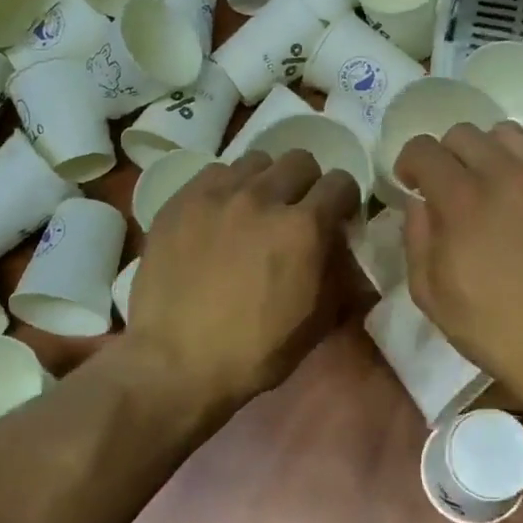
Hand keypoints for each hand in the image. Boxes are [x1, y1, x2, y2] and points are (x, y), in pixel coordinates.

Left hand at [128, 150, 360, 410]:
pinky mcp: (181, 200)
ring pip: (256, 161)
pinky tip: (219, 216)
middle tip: (296, 212)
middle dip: (307, 183)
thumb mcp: (317, 322)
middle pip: (300, 160)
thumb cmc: (255, 352)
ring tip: (255, 210)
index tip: (338, 218)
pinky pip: (215, 172)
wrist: (175, 363)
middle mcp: (263, 197)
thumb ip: (340, 276)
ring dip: (266, 181)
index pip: (341, 182)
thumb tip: (347, 252)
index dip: (345, 200)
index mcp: (304, 227)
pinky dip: (226, 188)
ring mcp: (217, 194)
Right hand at [396, 124, 522, 416]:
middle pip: (462, 134)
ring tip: (489, 181)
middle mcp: (504, 173)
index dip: (409, 164)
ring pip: (505, 131)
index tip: (411, 184)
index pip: (424, 149)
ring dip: (487, 151)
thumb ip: (416, 236)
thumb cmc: (490, 325)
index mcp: (462, 199)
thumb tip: (420, 202)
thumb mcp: (429, 292)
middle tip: (448, 188)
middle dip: (445, 157)